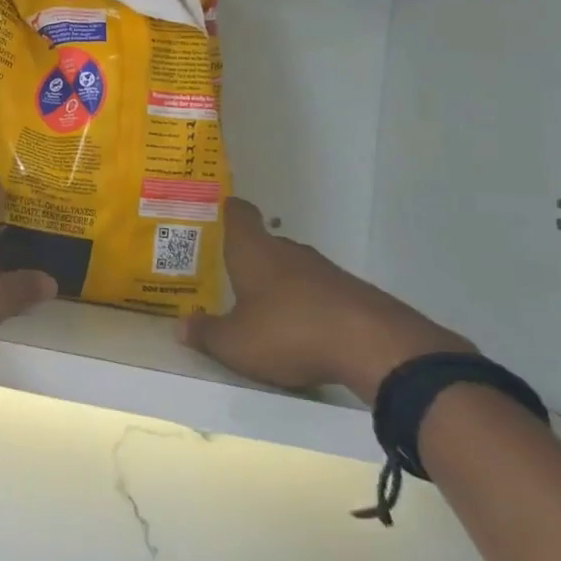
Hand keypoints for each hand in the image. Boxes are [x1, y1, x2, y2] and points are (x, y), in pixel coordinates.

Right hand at [181, 199, 473, 401]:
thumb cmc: (290, 332)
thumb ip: (205, 334)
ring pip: (293, 269)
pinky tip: (301, 333)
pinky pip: (319, 293)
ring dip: (279, 285)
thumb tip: (181, 326)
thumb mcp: (235, 344)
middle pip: (264, 243)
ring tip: (260, 310)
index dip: (224, 211)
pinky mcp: (354, 295)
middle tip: (226, 277)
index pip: (238, 213)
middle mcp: (289, 251)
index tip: (211, 217)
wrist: (378, 348)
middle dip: (247, 258)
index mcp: (254, 250)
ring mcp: (326, 271)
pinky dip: (307, 307)